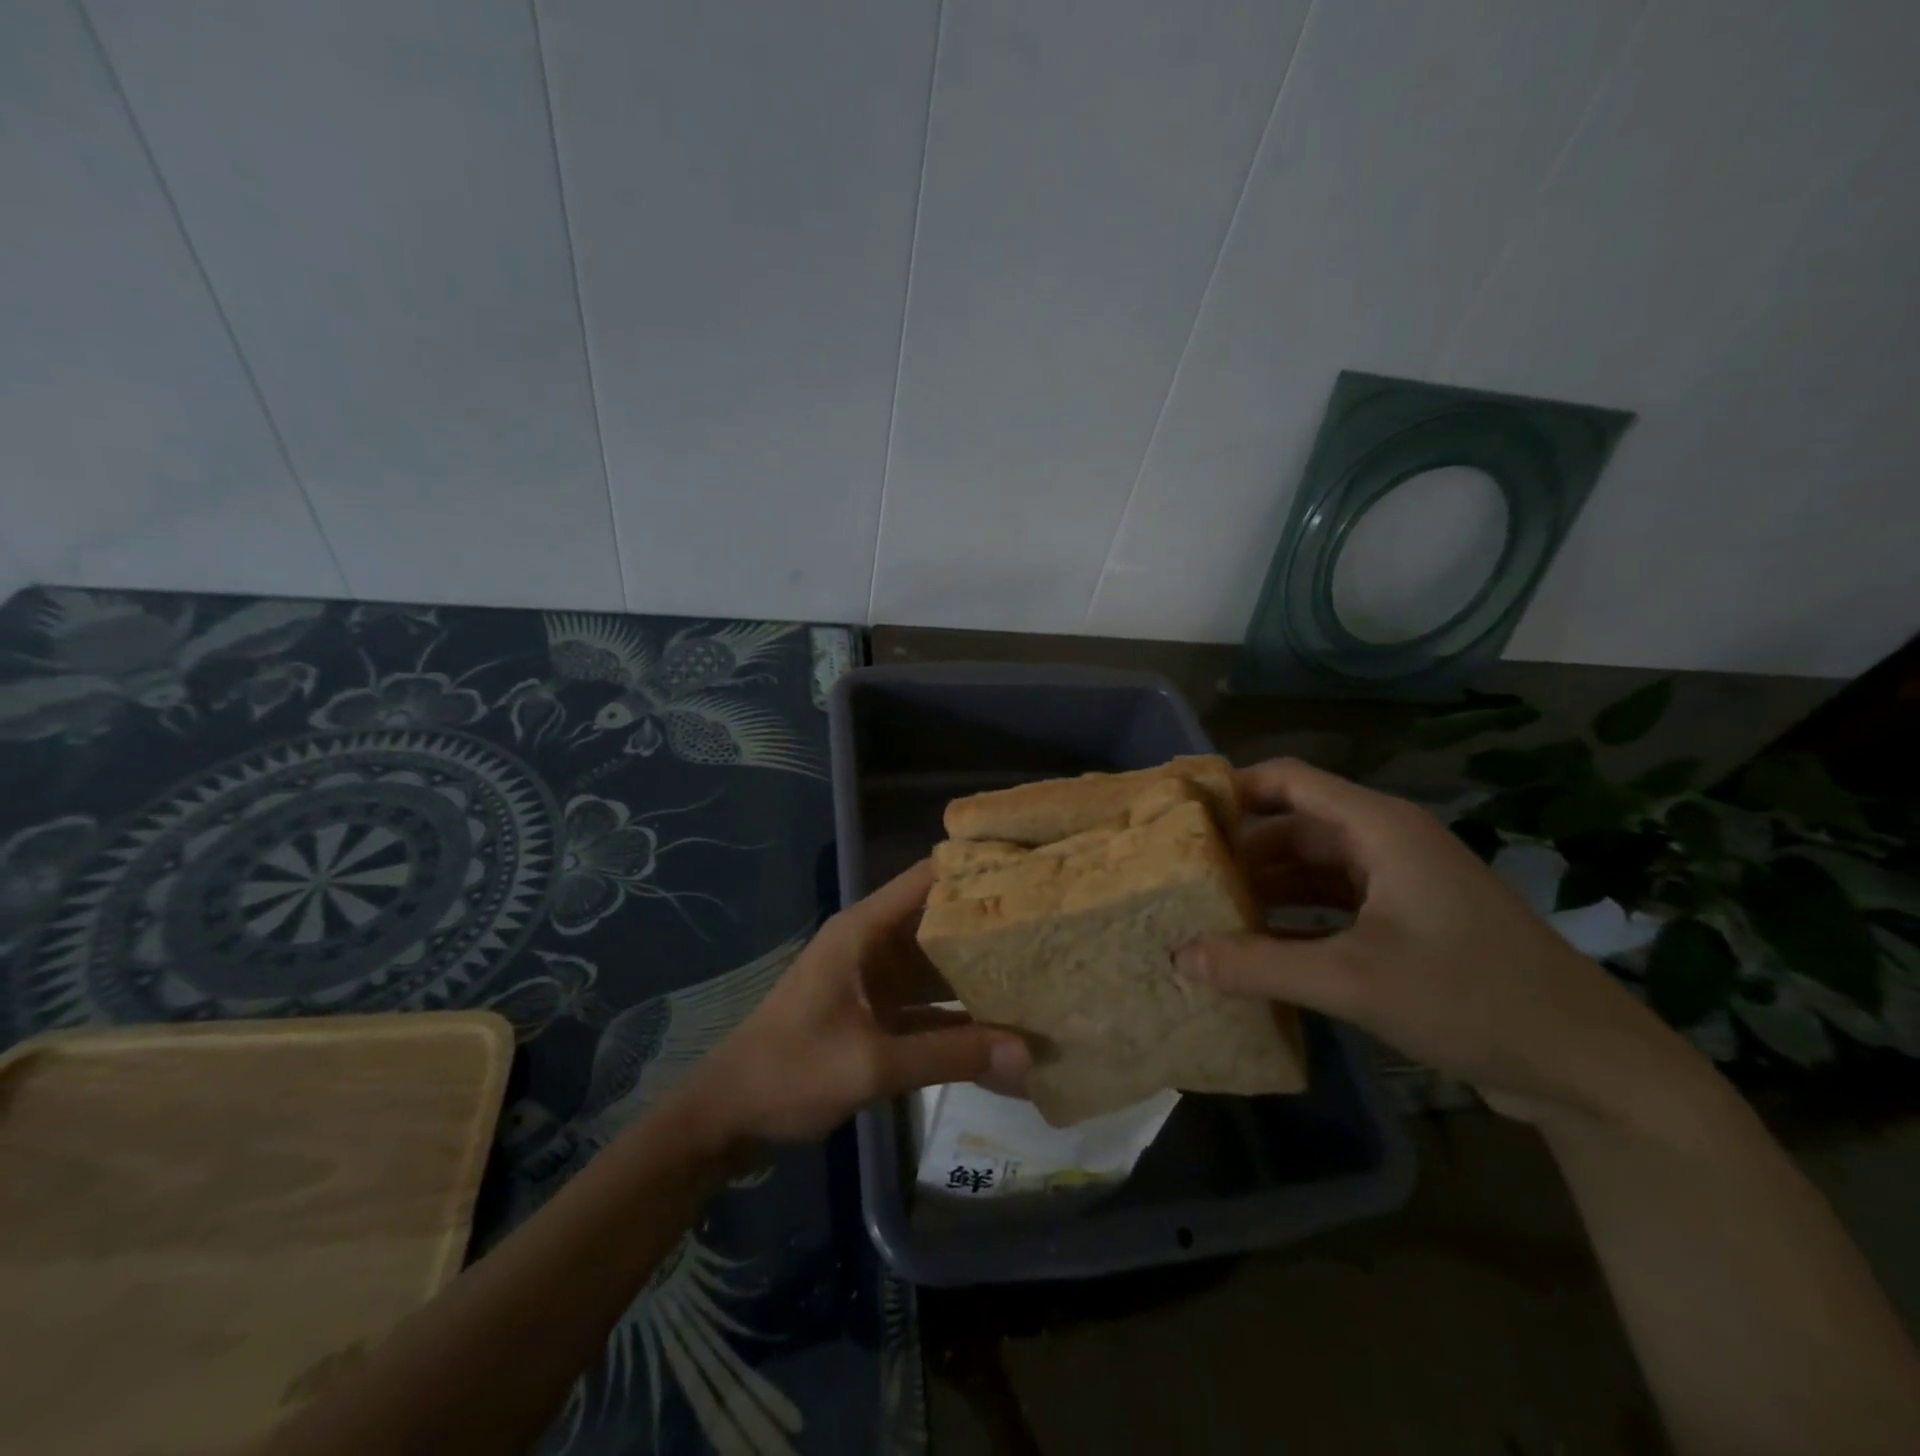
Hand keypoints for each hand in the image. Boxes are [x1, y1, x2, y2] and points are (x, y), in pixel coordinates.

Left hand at [673, 861, 1031, 1145]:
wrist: (728, 1116)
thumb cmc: (790, 1072)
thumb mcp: (871, 1064)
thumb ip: (949, 1056)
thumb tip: (1027, 1053)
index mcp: (865, 930)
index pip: (928, 878)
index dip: (975, 870)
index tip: (1030, 873)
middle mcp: (874, 944)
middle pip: (940, 920)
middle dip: (990, 925)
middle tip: (1051, 929)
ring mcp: (876, 980)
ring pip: (937, 964)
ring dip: (978, 972)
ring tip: (1040, 973)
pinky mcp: (876, 1013)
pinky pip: (928, 1004)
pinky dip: (959, 1014)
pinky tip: (1003, 1029)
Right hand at [1177, 759, 1707, 1127]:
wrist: (1591, 1067)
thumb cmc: (1471, 998)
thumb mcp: (1353, 981)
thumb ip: (1257, 965)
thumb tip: (1176, 957)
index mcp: (1378, 828)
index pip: (1286, 780)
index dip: (1230, 789)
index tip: (1176, 816)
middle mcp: (1385, 843)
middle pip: (1292, 826)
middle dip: (1237, 850)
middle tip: (1177, 876)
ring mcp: (1399, 885)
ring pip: (1311, 869)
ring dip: (1262, 888)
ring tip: (1203, 912)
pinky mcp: (1407, 925)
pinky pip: (1332, 905)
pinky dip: (1292, 919)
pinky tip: (1254, 947)